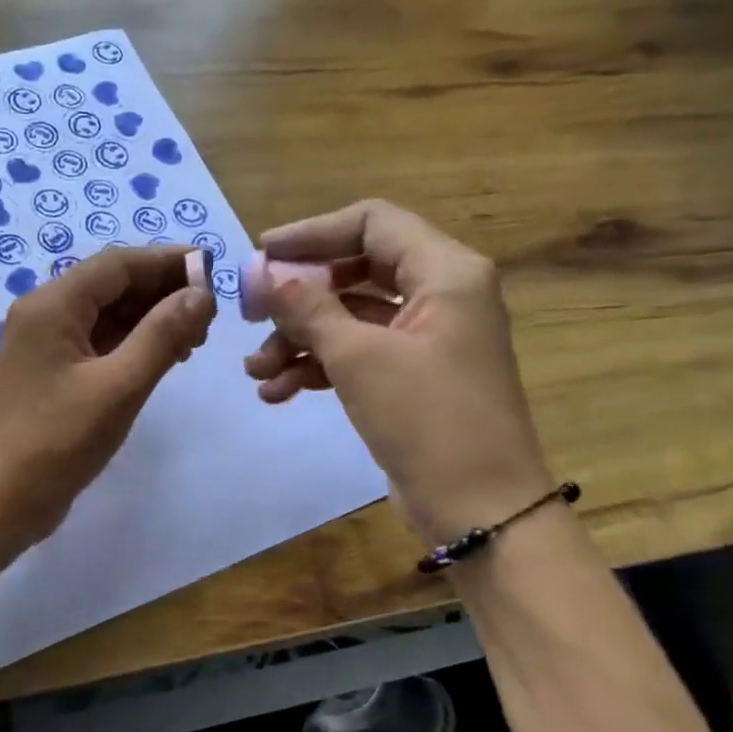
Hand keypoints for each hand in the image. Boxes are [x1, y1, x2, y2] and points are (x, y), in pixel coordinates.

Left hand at [0, 246, 215, 546]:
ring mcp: (45, 346)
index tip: (213, 271)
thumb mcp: (119, 387)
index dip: (167, 262)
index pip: (117, 264)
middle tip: (210, 316)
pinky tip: (162, 359)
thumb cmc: (56, 442)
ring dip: (149, 320)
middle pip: (110, 286)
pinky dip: (130, 345)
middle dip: (162, 293)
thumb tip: (201, 293)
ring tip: (194, 339)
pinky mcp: (50, 375)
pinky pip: (96, 344)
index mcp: (52, 305)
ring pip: (105, 316)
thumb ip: (162, 335)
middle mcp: (44, 315)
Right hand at [243, 200, 552, 544]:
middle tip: (252, 315)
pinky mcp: (411, 376)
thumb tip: (261, 274)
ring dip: (300, 338)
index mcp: (445, 272)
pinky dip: (318, 366)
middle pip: (355, 271)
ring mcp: (426, 338)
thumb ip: (307, 308)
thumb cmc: (428, 419)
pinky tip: (277, 391)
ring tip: (256, 371)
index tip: (260, 256)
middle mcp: (440, 294)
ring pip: (350, 317)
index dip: (312, 233)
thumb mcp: (359, 357)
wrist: (480, 508)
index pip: (372, 223)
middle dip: (299, 295)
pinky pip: (357, 353)